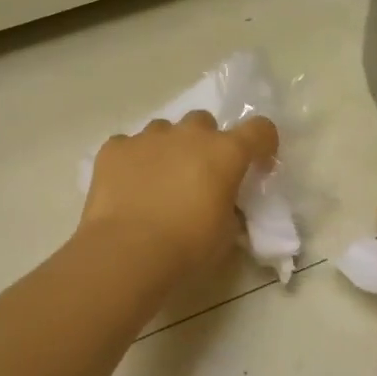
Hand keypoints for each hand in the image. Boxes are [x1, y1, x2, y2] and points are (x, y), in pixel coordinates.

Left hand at [80, 111, 278, 274]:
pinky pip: (128, 146)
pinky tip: (127, 187)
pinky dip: (132, 161)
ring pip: (164, 130)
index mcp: (225, 153)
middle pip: (204, 122)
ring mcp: (148, 138)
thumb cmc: (188, 247)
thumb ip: (231, 210)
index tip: (256, 165)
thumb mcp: (226, 235)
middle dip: (205, 143)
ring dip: (168, 148)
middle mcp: (189, 135)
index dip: (262, 144)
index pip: (259, 130)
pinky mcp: (114, 149)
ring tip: (159, 181)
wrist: (128, 253)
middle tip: (199, 175)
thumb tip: (226, 207)